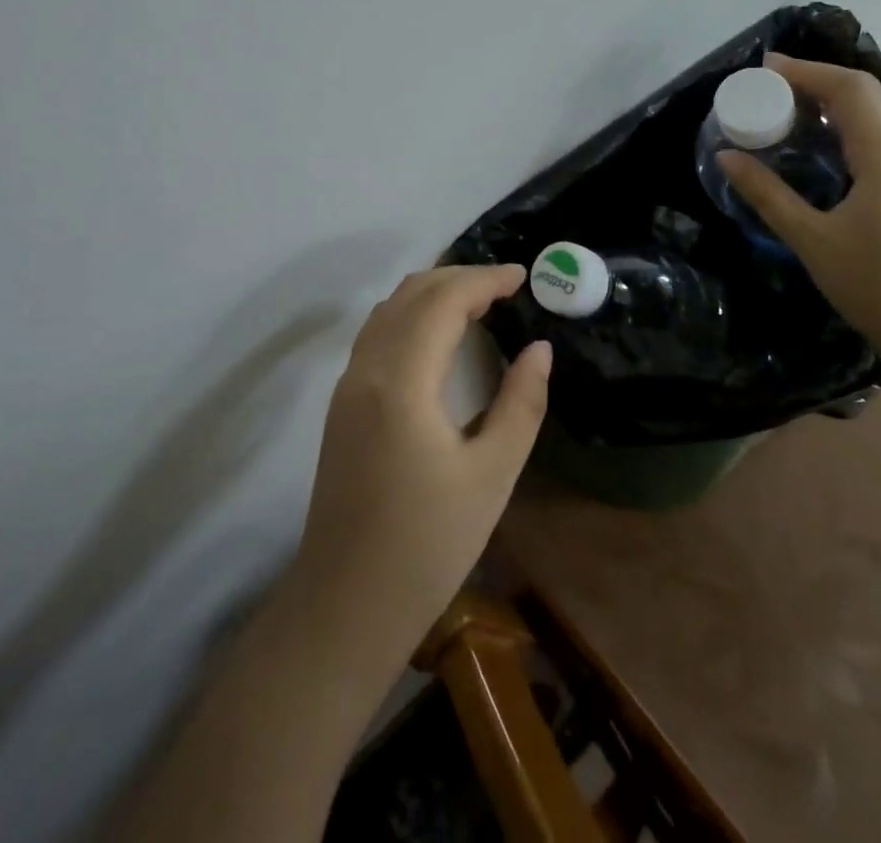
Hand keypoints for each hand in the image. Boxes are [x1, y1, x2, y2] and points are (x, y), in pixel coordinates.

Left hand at [290, 265, 550, 658]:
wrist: (346, 604)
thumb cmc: (428, 545)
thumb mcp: (491, 475)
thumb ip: (521, 403)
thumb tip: (539, 349)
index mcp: (401, 380)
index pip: (443, 301)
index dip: (484, 279)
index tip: (523, 276)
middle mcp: (366, 368)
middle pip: (411, 294)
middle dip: (459, 277)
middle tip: (505, 286)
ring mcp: (347, 385)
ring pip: (388, 309)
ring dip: (432, 293)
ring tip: (478, 301)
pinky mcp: (341, 404)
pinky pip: (377, 334)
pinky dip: (411, 315)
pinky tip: (438, 336)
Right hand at [718, 54, 880, 365]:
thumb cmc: (876, 287)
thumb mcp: (811, 240)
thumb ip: (767, 194)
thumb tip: (726, 157)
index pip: (851, 91)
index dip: (807, 72)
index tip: (765, 68)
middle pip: (869, 95)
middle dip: (819, 80)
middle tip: (771, 85)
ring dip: (836, 101)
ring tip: (790, 108)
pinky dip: (850, 126)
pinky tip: (824, 145)